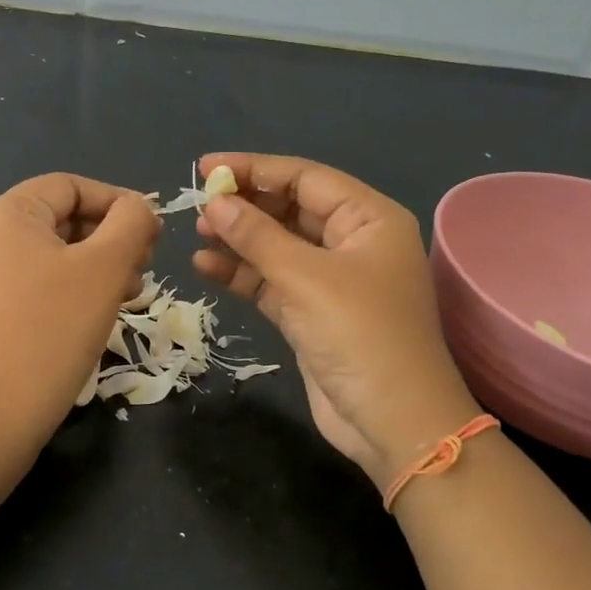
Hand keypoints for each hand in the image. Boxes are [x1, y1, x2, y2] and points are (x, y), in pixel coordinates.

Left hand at [0, 173, 159, 438]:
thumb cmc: (55, 326)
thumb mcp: (106, 266)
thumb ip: (131, 223)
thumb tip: (139, 208)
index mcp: (6, 214)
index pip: (71, 187)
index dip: (118, 202)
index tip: (154, 232)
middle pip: (62, 220)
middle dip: (111, 238)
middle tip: (146, 267)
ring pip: (53, 255)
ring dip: (98, 267)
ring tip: (131, 294)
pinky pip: (36, 284)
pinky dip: (72, 289)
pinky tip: (100, 313)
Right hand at [192, 154, 479, 488]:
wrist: (393, 422)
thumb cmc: (360, 336)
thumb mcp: (307, 279)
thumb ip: (258, 237)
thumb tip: (215, 203)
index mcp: (369, 219)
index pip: (305, 178)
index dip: (255, 169)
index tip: (206, 167)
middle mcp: (352, 242)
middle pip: (291, 208)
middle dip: (245, 205)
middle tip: (197, 204)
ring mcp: (331, 280)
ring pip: (278, 246)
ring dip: (239, 239)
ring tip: (197, 232)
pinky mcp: (311, 314)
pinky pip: (271, 281)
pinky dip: (242, 273)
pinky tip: (205, 266)